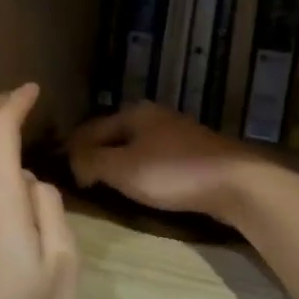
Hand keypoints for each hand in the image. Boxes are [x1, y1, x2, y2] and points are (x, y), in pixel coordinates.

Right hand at [66, 102, 264, 222]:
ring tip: (106, 185)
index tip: (63, 176)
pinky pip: (153, 158)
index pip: (89, 129)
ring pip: (134, 146)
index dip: (73, 151)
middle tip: (81, 181)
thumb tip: (72, 161)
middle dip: (95, 155)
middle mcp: (153, 116)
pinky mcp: (192, 152)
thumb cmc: (173, 173)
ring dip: (117, 163)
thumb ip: (91, 162)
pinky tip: (139, 185)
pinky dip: (139, 169)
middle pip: (112, 135)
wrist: (235, 182)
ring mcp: (176, 133)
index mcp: (133, 113)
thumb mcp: (122, 169)